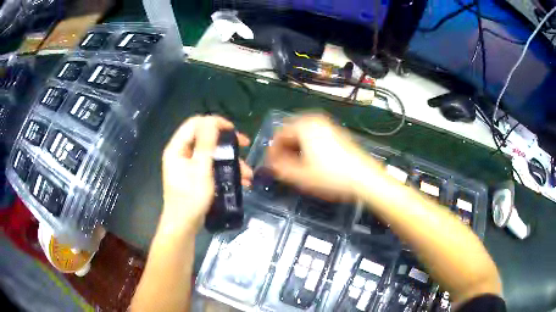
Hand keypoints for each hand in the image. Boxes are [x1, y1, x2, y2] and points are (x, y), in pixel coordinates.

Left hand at [160, 116, 252, 232]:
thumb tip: (211, 121)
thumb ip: (206, 144)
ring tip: (247, 173)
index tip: (232, 130)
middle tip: (245, 144)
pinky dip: (225, 170)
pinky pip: (211, 166)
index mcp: (177, 148)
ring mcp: (188, 165)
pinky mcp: (194, 176)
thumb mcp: (201, 169)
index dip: (214, 122)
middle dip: (226, 142)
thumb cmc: (190, 198)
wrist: (184, 226)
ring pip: (211, 153)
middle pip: (204, 137)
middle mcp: (181, 153)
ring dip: (230, 160)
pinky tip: (241, 181)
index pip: (195, 123)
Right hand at [267, 114, 379, 201]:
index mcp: (304, 125)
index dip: (272, 151)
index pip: (279, 134)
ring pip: (303, 135)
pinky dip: (308, 147)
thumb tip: (270, 164)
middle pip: (291, 132)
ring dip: (296, 149)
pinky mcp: (337, 134)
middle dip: (284, 149)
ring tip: (296, 167)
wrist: (364, 178)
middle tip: (282, 167)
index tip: (271, 166)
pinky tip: (311, 162)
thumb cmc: (331, 176)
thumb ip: (280, 168)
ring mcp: (328, 126)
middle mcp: (316, 120)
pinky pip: (315, 137)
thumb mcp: (300, 175)